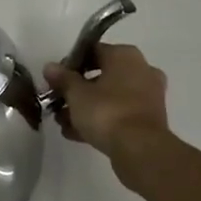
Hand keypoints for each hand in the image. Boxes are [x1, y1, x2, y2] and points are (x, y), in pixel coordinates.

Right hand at [43, 42, 168, 157]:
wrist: (139, 149)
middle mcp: (141, 70)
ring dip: (86, 107)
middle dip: (78, 90)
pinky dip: (100, 120)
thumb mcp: (76, 93)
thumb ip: (63, 78)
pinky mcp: (149, 120)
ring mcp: (148, 96)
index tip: (55, 80)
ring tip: (63, 122)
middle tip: (58, 102)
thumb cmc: (106, 111)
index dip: (71, 64)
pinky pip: (119, 114)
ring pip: (110, 97)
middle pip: (102, 75)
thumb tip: (50, 67)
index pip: (93, 51)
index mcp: (125, 56)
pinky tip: (76, 134)